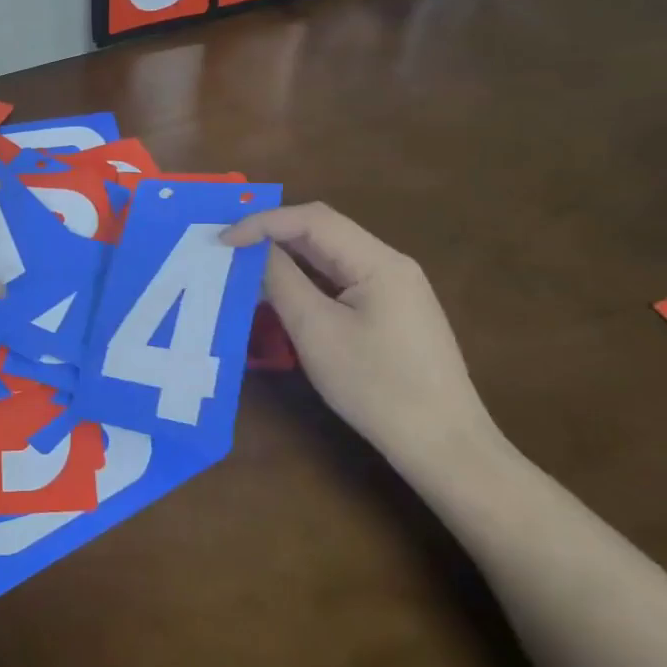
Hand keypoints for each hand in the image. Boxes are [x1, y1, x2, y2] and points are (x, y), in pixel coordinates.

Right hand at [222, 202, 499, 467]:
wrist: (444, 447)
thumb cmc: (377, 387)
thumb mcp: (317, 331)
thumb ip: (282, 281)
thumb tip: (254, 250)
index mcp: (379, 261)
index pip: (312, 219)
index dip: (262, 222)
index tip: (222, 241)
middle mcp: (389, 264)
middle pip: (322, 231)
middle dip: (271, 234)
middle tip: (228, 249)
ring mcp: (393, 289)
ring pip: (329, 256)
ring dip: (285, 256)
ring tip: (244, 268)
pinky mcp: (389, 312)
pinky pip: (338, 280)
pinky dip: (304, 279)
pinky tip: (279, 294)